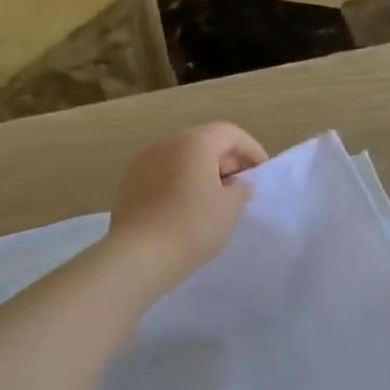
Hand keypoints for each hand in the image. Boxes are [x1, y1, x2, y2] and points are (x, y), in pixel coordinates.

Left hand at [107, 123, 267, 291]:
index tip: (261, 173)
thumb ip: (241, 188)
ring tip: (212, 200)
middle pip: (204, 143)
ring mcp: (142, 162)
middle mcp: (166, 144)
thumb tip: (236, 183)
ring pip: (181, 159)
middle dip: (226, 161)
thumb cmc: (193, 226)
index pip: (231, 134)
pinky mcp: (128, 183)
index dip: (251, 150)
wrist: (139, 255)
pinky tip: (184, 209)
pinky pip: (162, 175)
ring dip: (201, 173)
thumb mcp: (230, 208)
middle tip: (240, 188)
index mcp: (194, 143)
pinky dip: (179, 184)